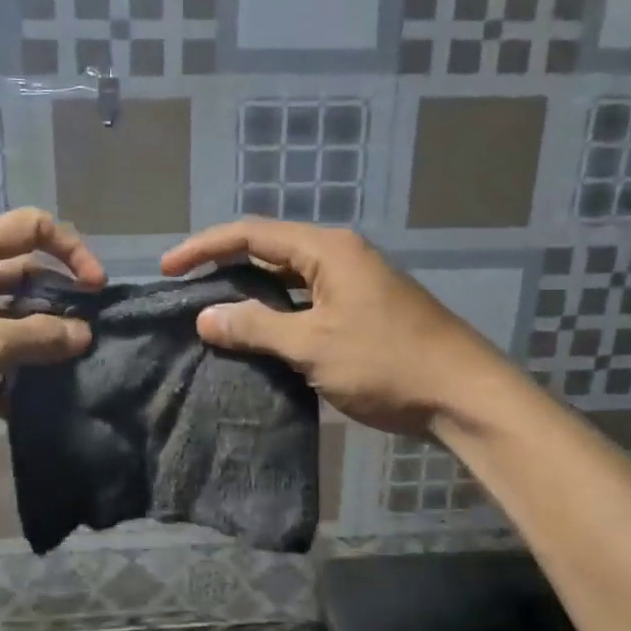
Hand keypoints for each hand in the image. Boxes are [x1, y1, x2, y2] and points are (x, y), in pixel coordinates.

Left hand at [0, 208, 104, 446]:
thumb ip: (39, 337)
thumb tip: (82, 333)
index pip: (32, 227)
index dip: (72, 251)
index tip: (95, 292)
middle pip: (20, 273)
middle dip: (56, 303)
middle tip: (86, 339)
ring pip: (1, 317)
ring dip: (32, 342)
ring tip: (65, 374)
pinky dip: (3, 371)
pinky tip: (24, 406)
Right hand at [160, 220, 501, 435]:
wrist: (463, 396)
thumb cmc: (386, 362)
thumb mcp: (312, 345)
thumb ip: (255, 327)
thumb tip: (204, 316)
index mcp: (327, 249)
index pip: (251, 234)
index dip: (204, 247)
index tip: (167, 268)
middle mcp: (338, 256)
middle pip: (268, 251)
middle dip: (224, 267)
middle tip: (184, 291)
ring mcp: (352, 285)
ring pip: (286, 281)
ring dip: (250, 295)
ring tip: (210, 316)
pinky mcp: (360, 312)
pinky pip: (305, 304)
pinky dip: (276, 316)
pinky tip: (255, 338)